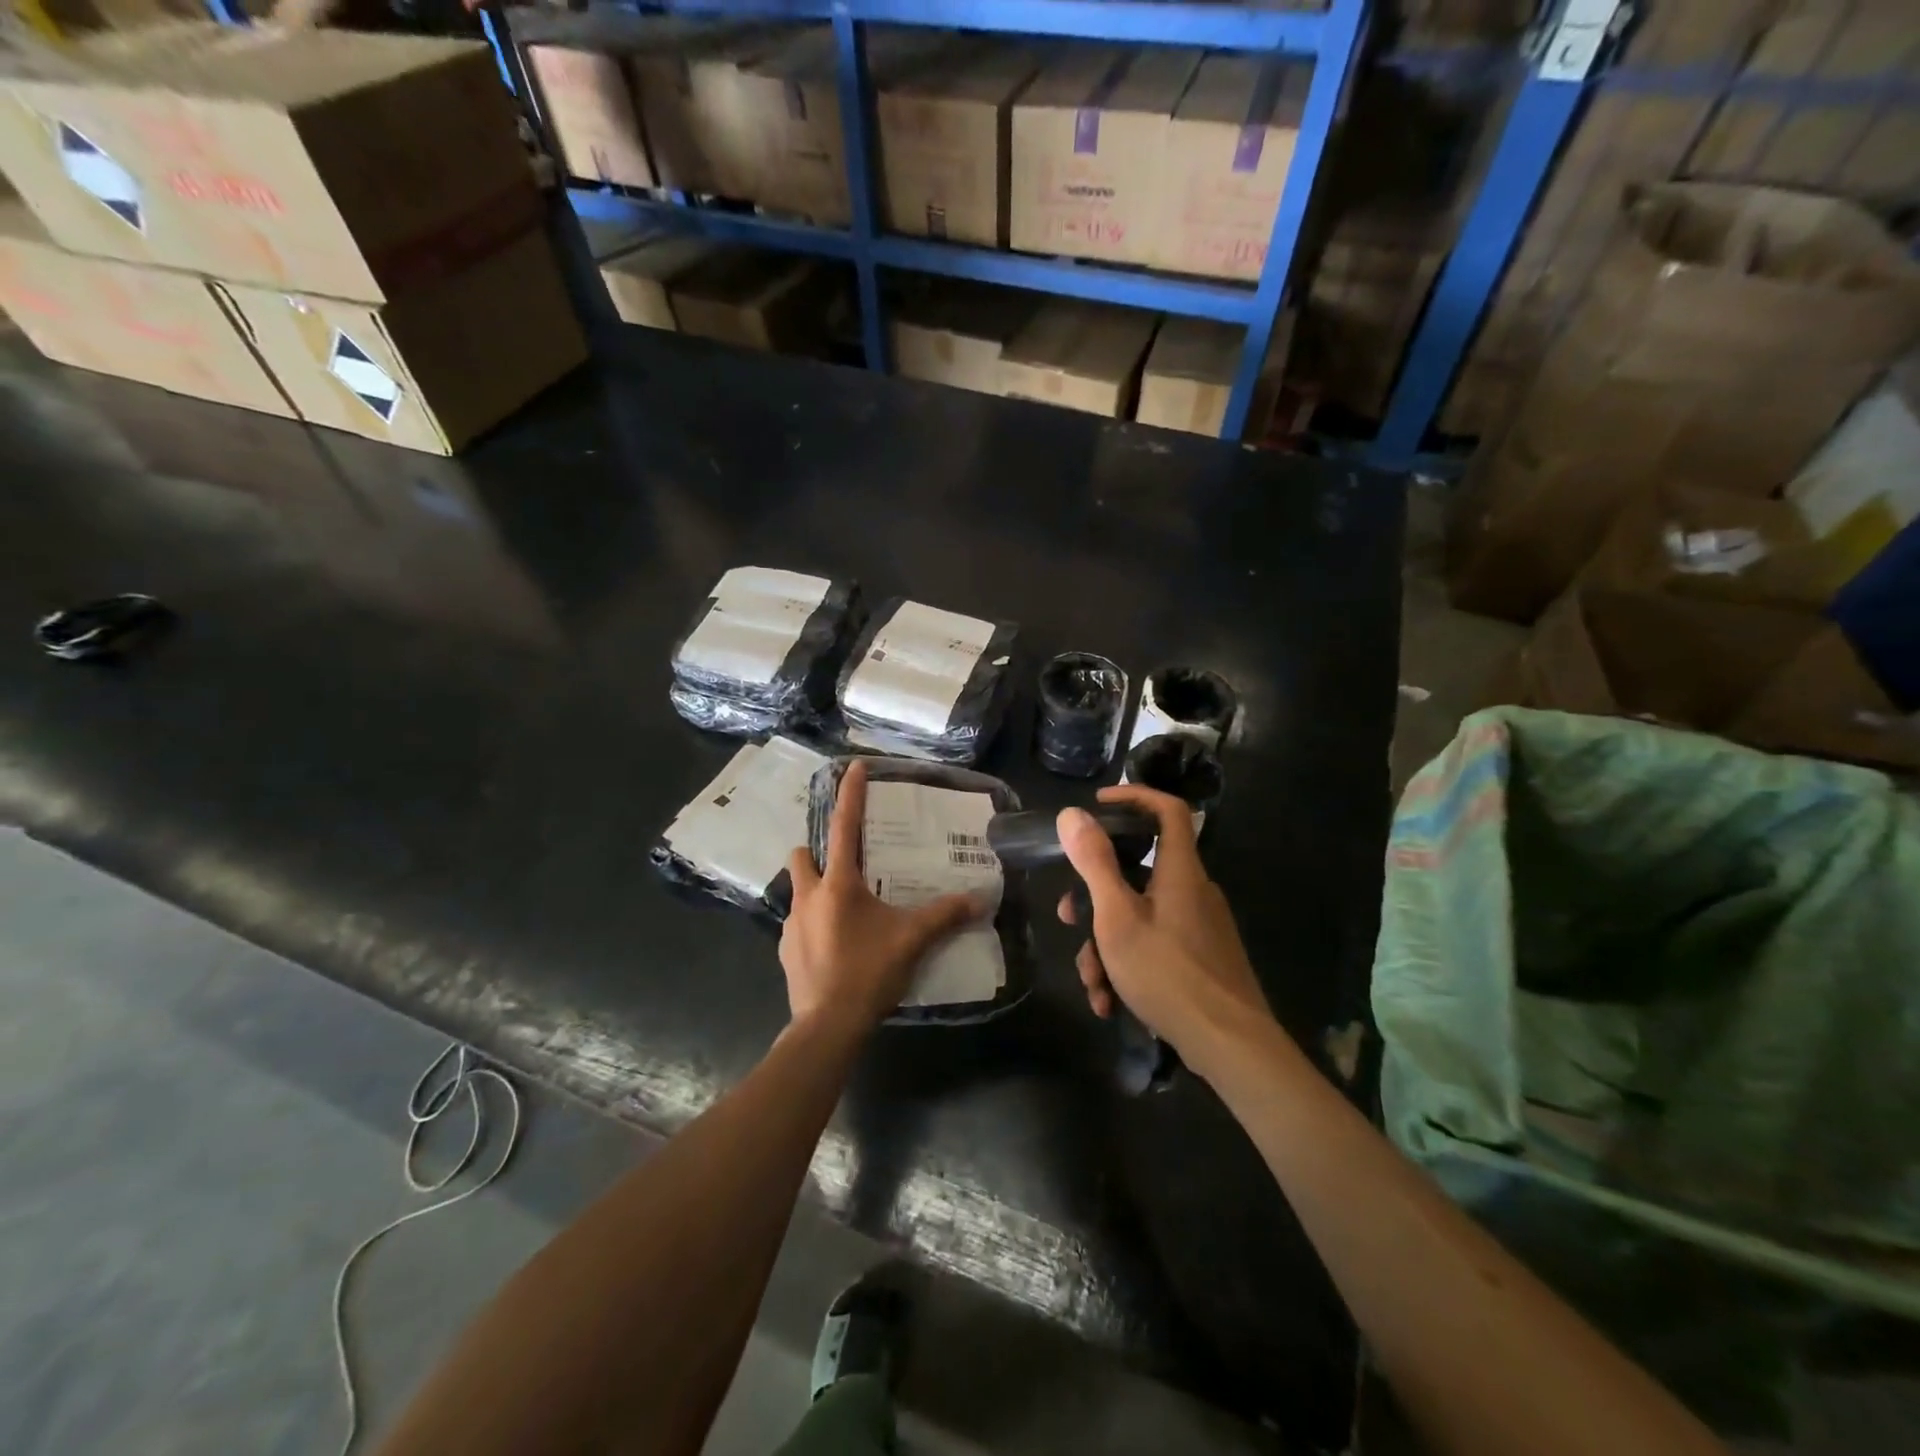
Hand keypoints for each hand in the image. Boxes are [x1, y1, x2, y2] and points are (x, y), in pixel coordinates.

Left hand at [781, 760, 981, 1033]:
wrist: (827, 1026)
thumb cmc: (868, 972)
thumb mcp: (912, 940)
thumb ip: (945, 915)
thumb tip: (980, 898)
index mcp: (837, 884)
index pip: (844, 827)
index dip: (850, 794)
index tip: (853, 767)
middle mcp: (808, 896)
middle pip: (801, 855)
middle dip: (816, 851)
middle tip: (844, 865)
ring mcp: (790, 925)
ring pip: (798, 891)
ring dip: (816, 891)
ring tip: (845, 911)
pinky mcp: (785, 951)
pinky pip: (798, 925)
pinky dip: (814, 925)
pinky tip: (835, 945)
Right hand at [1056, 786, 1272, 1077]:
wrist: (1231, 1046)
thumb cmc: (1169, 973)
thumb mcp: (1118, 917)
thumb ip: (1094, 863)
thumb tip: (1071, 813)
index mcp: (1180, 871)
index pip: (1168, 810)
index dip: (1134, 797)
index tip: (1098, 805)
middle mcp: (1193, 891)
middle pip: (1138, 872)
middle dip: (1096, 897)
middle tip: (1068, 919)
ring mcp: (1199, 926)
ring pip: (1140, 917)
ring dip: (1107, 946)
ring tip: (1093, 985)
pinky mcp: (1200, 957)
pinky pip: (1155, 944)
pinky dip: (1129, 965)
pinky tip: (1111, 1002)